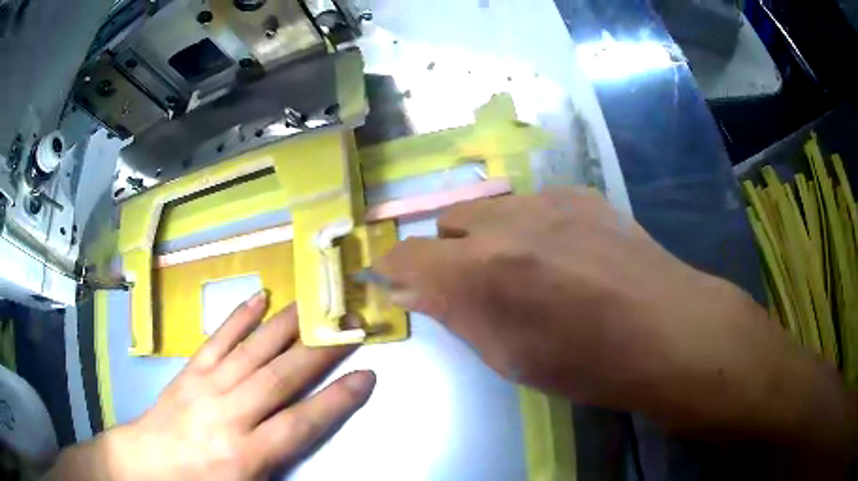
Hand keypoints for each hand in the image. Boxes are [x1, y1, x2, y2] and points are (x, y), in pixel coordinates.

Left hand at [50, 295, 374, 480]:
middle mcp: (229, 414)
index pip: (300, 424)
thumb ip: (279, 468)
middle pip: (280, 378)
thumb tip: (311, 449)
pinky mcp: (191, 370)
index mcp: (245, 454)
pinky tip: (260, 297)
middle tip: (350, 327)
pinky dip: (240, 317)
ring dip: (287, 326)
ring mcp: (207, 385)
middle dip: (319, 352)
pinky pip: (218, 339)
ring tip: (315, 304)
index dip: (336, 401)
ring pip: (252, 351)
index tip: (367, 376)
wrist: (149, 461)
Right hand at [376, 188, 856, 456]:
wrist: (666, 329)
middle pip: (446, 221)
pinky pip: (531, 203)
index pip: (406, 255)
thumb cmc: (586, 363)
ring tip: (522, 268)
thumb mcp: (508, 357)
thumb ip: (456, 314)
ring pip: (489, 208)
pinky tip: (559, 252)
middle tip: (471, 283)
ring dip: (487, 236)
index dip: (393, 267)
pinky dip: (526, 226)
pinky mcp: (580, 193)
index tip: (393, 279)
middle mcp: (507, 222)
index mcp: (481, 271)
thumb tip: (415, 289)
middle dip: (446, 251)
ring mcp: (548, 199)